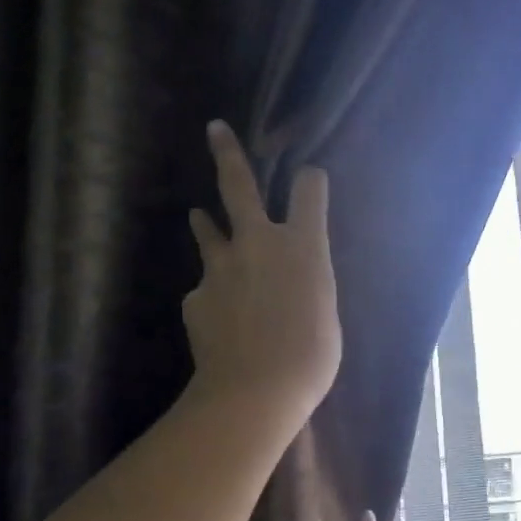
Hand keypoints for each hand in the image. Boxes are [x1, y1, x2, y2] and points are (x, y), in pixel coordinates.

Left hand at [184, 121, 340, 425]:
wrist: (254, 391)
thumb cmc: (309, 359)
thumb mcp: (325, 314)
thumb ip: (307, 283)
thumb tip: (293, 278)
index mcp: (301, 245)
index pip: (309, 189)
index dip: (311, 181)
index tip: (310, 181)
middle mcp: (257, 242)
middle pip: (237, 184)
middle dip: (228, 153)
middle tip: (215, 129)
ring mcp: (220, 267)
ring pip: (208, 231)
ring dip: (206, 223)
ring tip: (199, 216)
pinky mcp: (195, 296)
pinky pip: (205, 291)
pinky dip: (212, 299)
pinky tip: (220, 324)